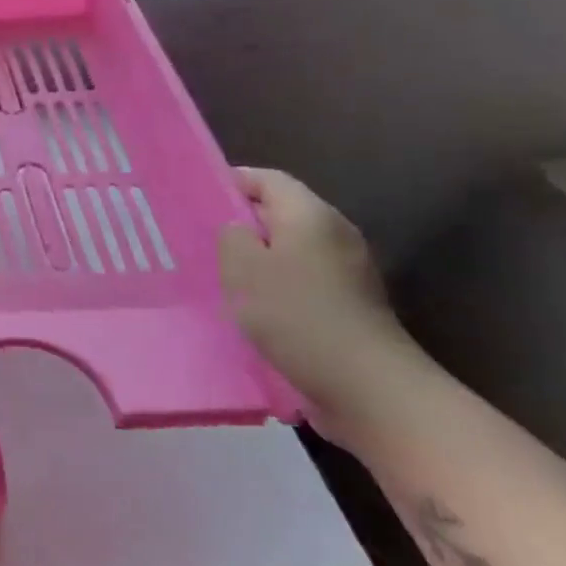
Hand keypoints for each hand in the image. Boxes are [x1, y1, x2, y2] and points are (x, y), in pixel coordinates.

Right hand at [218, 168, 430, 430]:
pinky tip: (255, 305)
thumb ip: (231, 235)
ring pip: (292, 246)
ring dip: (259, 256)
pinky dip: (279, 282)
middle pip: (281, 211)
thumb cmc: (295, 315)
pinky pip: (305, 276)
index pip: (266, 179)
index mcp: (310, 214)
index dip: (230, 183)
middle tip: (201, 238)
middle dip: (242, 221)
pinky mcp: (351, 302)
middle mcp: (335, 232)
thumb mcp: (242, 268)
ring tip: (222, 274)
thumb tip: (238, 229)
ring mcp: (349, 269)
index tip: (197, 200)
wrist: (368, 386)